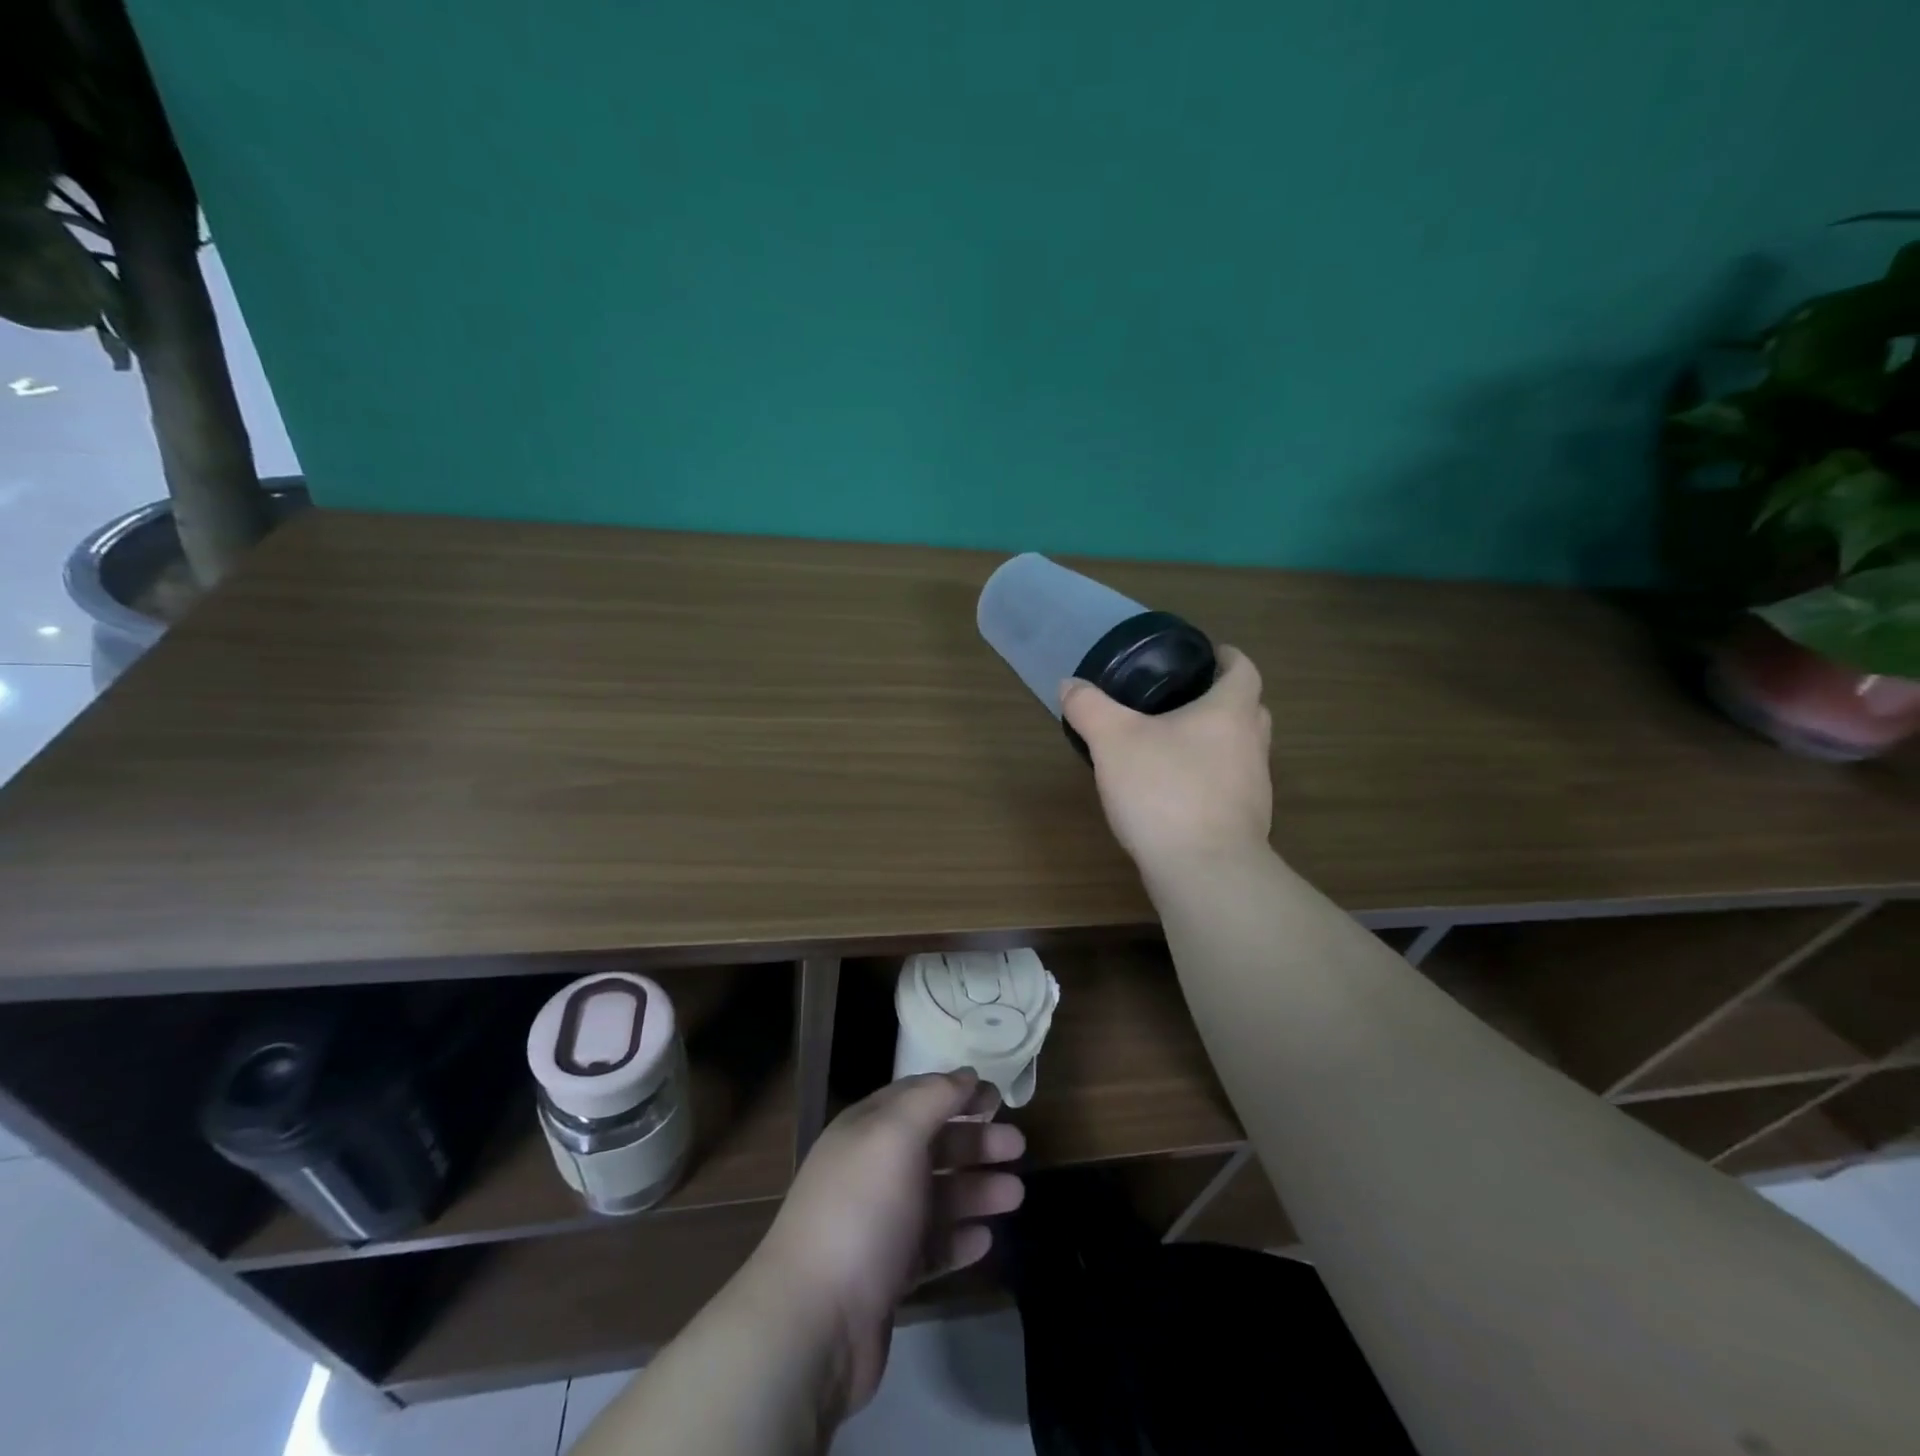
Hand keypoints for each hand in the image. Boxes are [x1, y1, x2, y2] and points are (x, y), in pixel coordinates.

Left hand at [748, 1071, 1025, 1416]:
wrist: (813, 1321)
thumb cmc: (861, 1210)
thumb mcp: (895, 1135)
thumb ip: (933, 1098)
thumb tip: (965, 1074)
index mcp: (867, 1130)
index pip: (916, 1097)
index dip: (956, 1092)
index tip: (997, 1096)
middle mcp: (871, 1171)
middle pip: (932, 1146)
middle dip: (975, 1142)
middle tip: (1018, 1145)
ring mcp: (879, 1225)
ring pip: (937, 1197)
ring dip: (976, 1191)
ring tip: (1016, 1195)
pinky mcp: (888, 1276)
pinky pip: (931, 1248)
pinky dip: (959, 1239)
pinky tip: (986, 1239)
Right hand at [1059, 645, 1272, 879]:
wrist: (1204, 871)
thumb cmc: (1164, 791)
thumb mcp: (1113, 741)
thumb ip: (1090, 707)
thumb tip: (1070, 684)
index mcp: (1230, 712)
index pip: (1244, 670)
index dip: (1228, 657)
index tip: (1207, 655)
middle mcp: (1252, 745)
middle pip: (1249, 710)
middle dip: (1223, 699)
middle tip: (1185, 699)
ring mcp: (1254, 788)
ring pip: (1241, 751)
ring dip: (1217, 742)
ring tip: (1174, 745)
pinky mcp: (1246, 824)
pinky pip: (1230, 787)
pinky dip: (1209, 780)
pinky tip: (1175, 793)